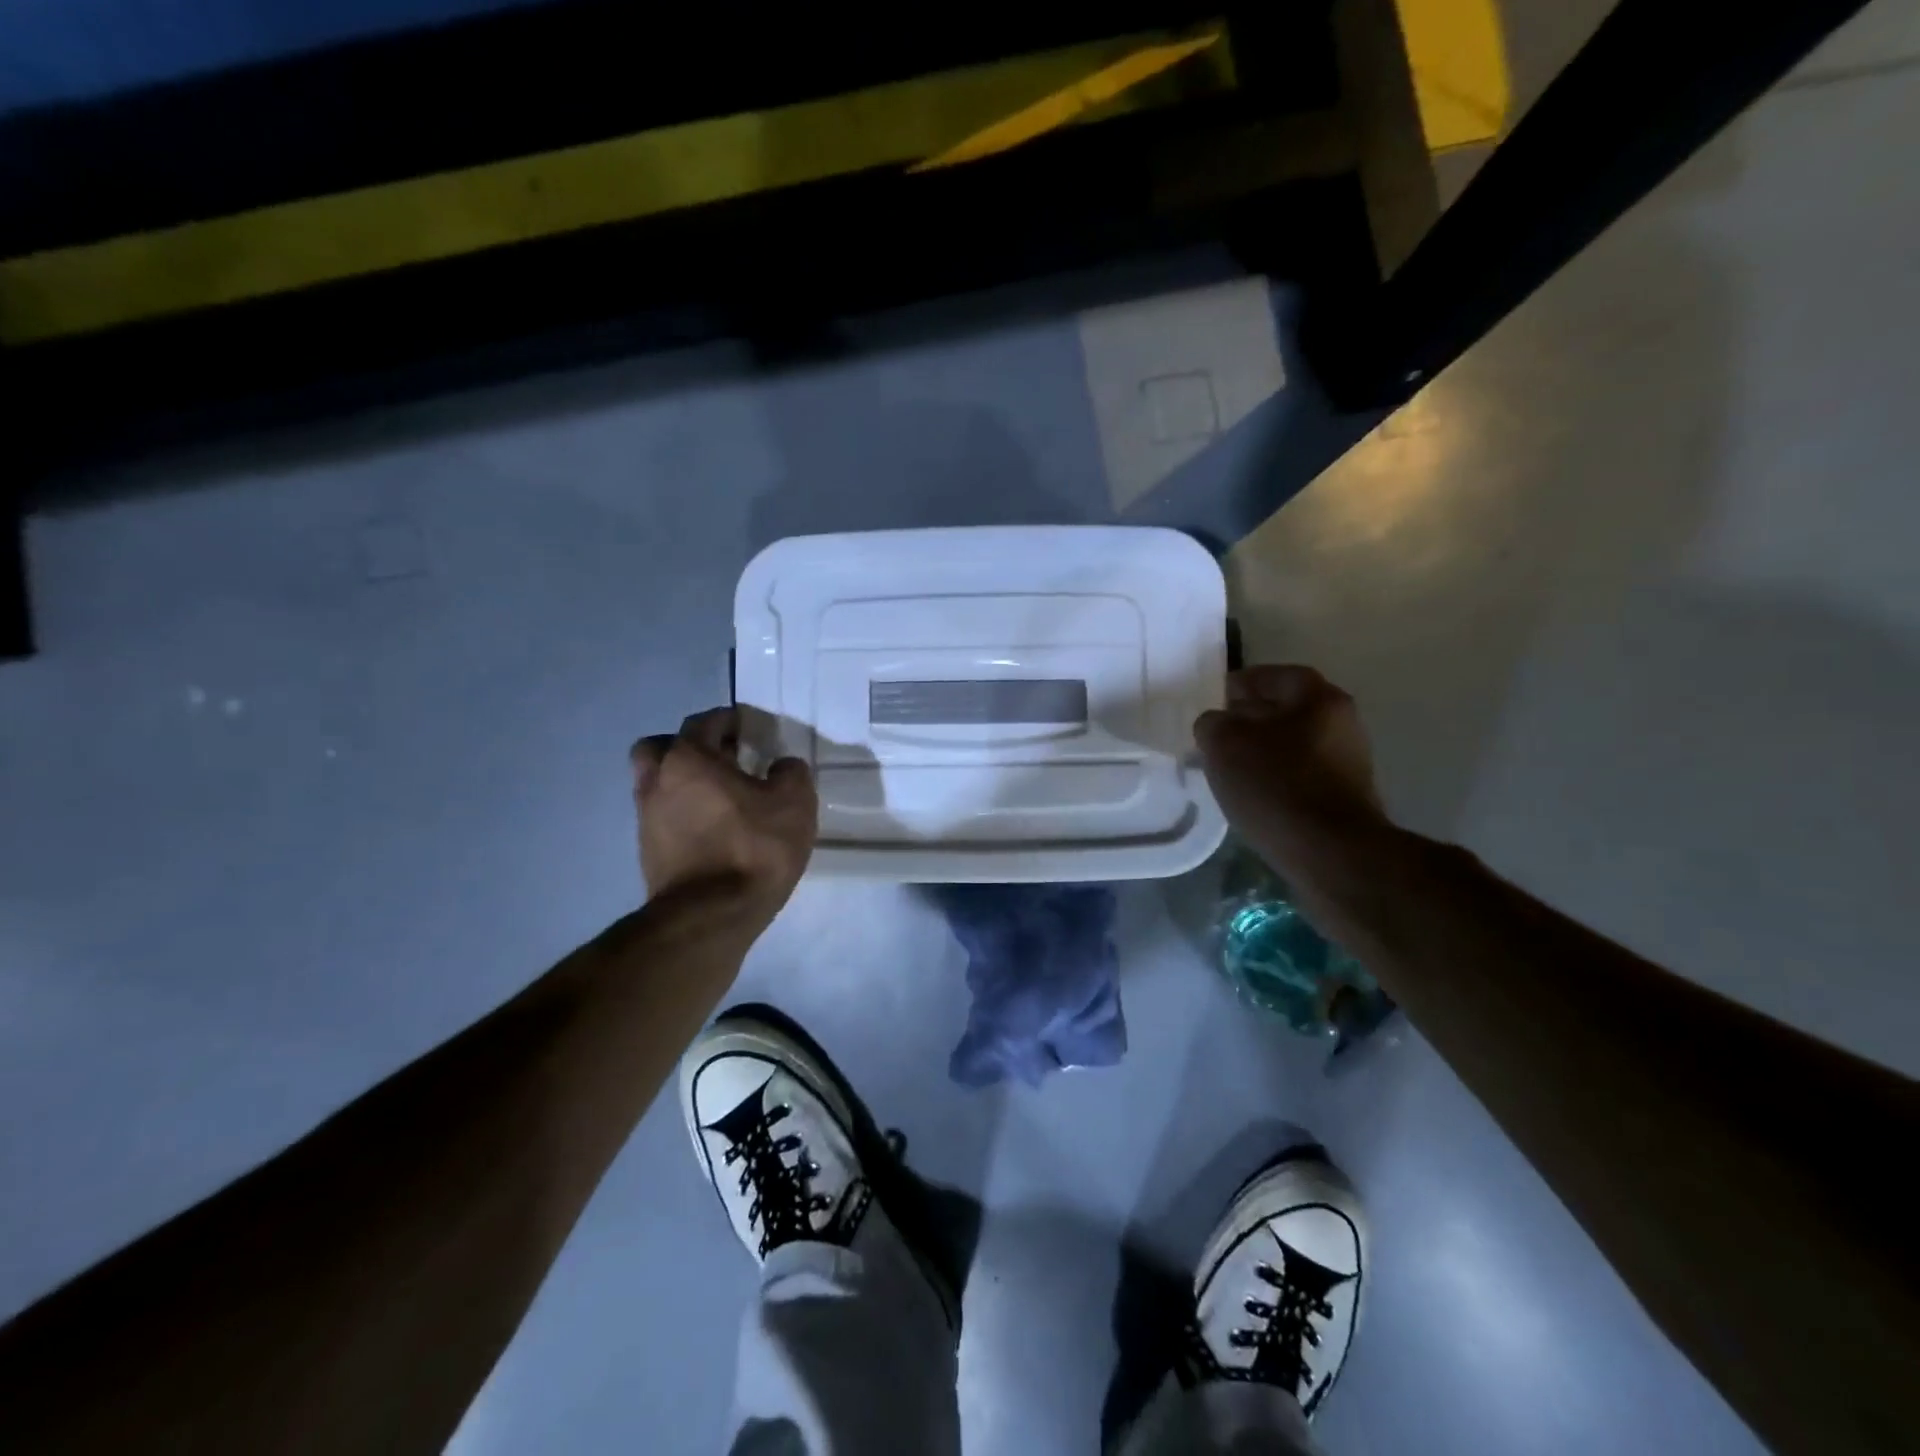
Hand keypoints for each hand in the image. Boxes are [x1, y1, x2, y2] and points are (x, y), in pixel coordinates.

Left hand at [630, 708, 817, 925]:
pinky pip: (663, 817)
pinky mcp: (648, 852)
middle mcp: (658, 781)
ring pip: (657, 784)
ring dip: (682, 782)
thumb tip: (781, 767)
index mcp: (689, 758)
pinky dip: (682, 813)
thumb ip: (791, 773)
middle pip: (660, 747)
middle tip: (721, 758)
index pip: (704, 722)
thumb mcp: (794, 803)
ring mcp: (646, 818)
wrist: (711, 916)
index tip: (748, 727)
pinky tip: (712, 828)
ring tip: (719, 796)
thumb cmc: (754, 848)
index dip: (728, 720)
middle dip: (688, 746)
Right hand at [1194, 665, 1389, 882]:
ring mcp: (1348, 764)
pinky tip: (1252, 794)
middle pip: (1289, 710)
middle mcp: (1343, 724)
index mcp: (1320, 699)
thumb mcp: (1224, 744)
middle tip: (1217, 732)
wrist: (1329, 853)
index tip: (1216, 696)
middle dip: (1251, 718)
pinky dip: (1275, 778)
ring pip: (1294, 745)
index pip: (1277, 676)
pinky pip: (1300, 776)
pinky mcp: (1344, 799)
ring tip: (1228, 766)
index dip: (1243, 682)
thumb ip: (1213, 723)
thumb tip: (1217, 724)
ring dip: (1262, 750)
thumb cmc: (1275, 785)